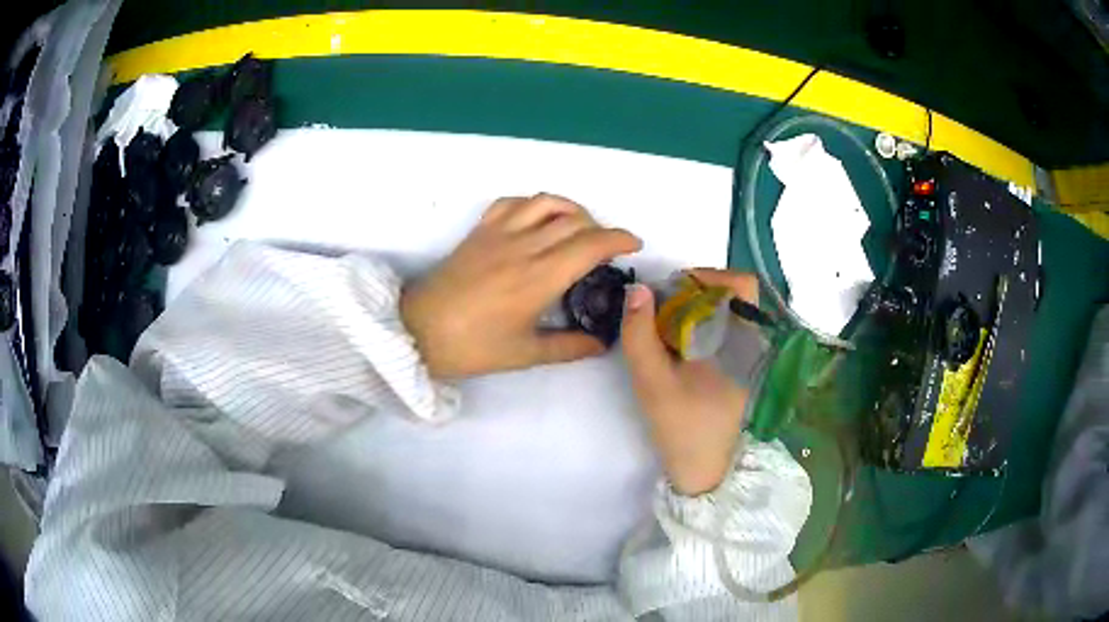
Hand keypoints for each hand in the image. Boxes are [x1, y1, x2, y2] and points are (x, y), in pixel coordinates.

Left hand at [401, 194, 641, 378]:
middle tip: (606, 250)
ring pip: (546, 203)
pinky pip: (512, 203)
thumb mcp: (525, 354)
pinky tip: (538, 219)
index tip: (634, 245)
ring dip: (572, 209)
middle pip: (575, 221)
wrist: (416, 331)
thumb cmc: (472, 347)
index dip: (619, 239)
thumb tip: (601, 343)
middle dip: (601, 229)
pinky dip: (534, 204)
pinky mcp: (479, 231)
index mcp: (538, 278)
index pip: (590, 245)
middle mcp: (523, 247)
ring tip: (578, 228)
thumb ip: (569, 347)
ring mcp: (498, 233)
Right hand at [621, 269, 757, 495]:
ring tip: (665, 328)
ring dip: (695, 309)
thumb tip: (637, 289)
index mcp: (745, 342)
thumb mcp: (652, 382)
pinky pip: (724, 328)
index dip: (708, 276)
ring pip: (726, 310)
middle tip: (662, 309)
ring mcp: (749, 355)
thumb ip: (640, 334)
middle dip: (694, 292)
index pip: (742, 285)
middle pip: (732, 294)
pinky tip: (677, 345)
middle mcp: (754, 342)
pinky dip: (699, 325)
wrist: (701, 469)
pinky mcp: (740, 366)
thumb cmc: (682, 427)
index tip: (673, 290)